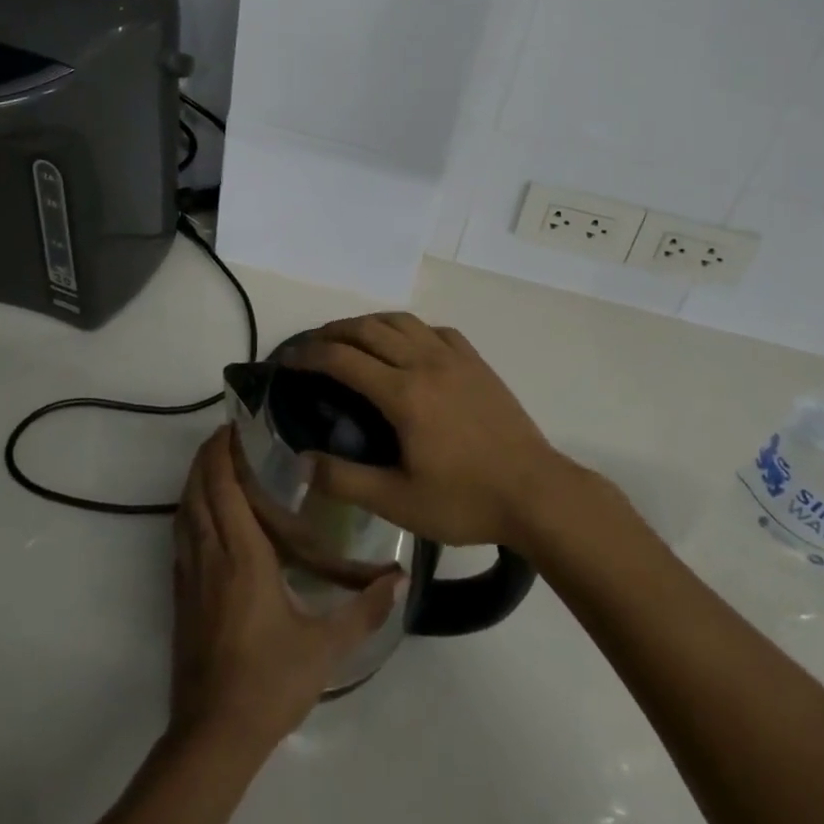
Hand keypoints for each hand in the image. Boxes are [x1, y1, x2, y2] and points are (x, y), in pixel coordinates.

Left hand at [169, 427, 401, 754]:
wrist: (214, 737)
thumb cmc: (270, 681)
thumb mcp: (325, 647)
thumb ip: (365, 609)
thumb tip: (400, 578)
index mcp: (242, 556)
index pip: (224, 486)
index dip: (223, 451)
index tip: (235, 423)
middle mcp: (211, 555)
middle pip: (198, 490)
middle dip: (207, 455)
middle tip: (228, 432)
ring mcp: (190, 576)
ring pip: (184, 511)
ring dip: (195, 479)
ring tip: (215, 460)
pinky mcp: (181, 597)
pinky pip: (180, 536)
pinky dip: (188, 510)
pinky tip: (204, 512)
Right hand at [290, 313, 570, 551]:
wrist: (534, 491)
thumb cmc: (465, 500)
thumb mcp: (399, 502)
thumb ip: (346, 481)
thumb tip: (300, 463)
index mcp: (403, 394)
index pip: (343, 359)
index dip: (310, 355)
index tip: (288, 360)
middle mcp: (424, 362)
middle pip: (368, 329)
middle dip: (333, 332)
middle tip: (312, 346)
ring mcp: (453, 356)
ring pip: (401, 321)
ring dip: (368, 323)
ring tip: (351, 338)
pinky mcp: (475, 360)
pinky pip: (433, 329)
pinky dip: (408, 329)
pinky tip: (406, 345)